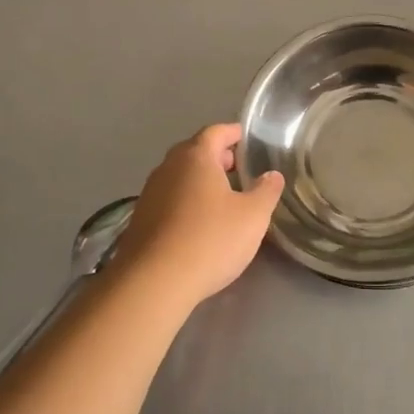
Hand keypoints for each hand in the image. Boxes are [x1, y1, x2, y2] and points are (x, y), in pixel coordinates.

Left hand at [110, 124, 283, 309]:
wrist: (154, 282)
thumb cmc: (210, 240)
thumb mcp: (253, 216)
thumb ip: (266, 190)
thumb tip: (272, 175)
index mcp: (196, 157)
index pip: (216, 132)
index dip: (234, 133)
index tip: (249, 140)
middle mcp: (168, 167)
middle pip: (195, 151)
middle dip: (218, 157)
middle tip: (240, 169)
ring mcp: (150, 192)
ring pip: (180, 176)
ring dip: (200, 180)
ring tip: (223, 197)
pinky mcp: (140, 218)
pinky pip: (169, 198)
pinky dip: (186, 200)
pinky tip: (199, 222)